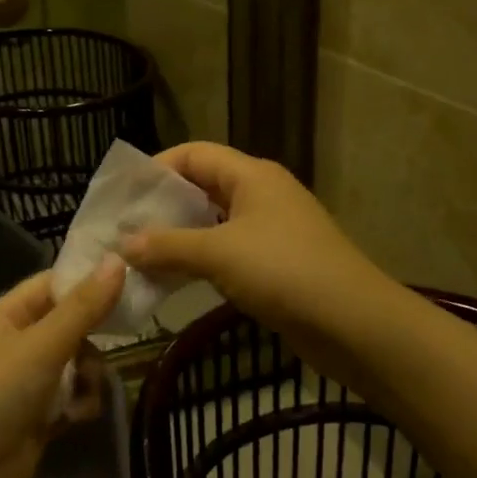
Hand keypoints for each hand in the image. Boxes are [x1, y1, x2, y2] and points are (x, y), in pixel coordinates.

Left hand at [0, 257, 124, 477]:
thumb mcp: (41, 347)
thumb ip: (83, 307)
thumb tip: (119, 259)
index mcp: (5, 316)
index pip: (52, 284)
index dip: (88, 280)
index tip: (131, 280)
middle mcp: (14, 344)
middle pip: (69, 325)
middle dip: (92, 338)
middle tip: (117, 344)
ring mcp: (24, 384)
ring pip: (74, 364)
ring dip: (88, 377)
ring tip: (85, 394)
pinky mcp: (35, 419)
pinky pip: (70, 398)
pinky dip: (78, 405)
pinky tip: (76, 419)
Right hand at [119, 142, 388, 343]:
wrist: (353, 323)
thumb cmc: (284, 271)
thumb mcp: (219, 253)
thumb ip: (168, 246)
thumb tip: (123, 244)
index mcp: (252, 176)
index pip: (195, 154)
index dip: (157, 167)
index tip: (124, 194)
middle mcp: (261, 195)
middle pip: (202, 187)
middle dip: (163, 206)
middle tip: (124, 228)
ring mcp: (270, 231)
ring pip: (213, 223)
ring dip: (178, 237)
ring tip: (139, 256)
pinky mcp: (274, 265)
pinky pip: (226, 253)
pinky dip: (198, 261)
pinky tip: (173, 280)